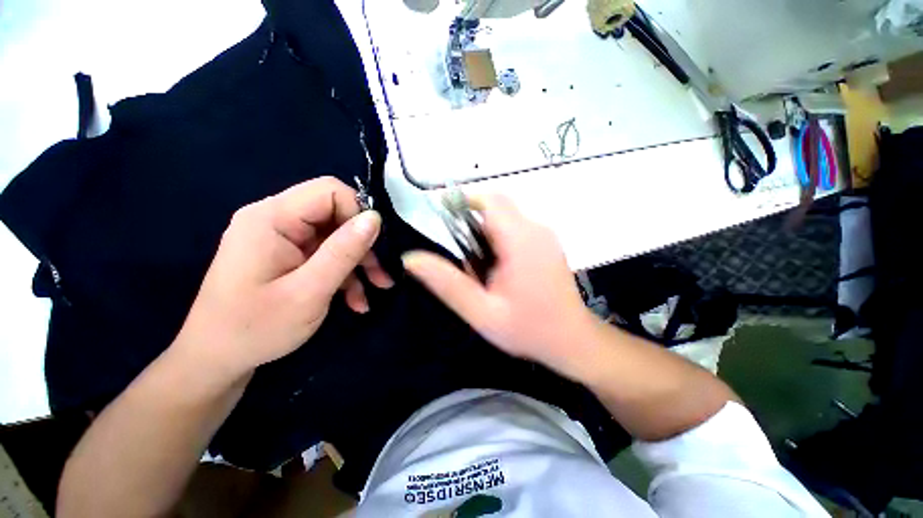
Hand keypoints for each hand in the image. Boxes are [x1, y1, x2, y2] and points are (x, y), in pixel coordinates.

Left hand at [174, 177, 393, 380]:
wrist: (217, 360)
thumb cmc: (256, 328)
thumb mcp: (309, 291)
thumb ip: (343, 251)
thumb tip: (375, 218)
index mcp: (271, 218)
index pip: (328, 192)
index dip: (359, 213)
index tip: (377, 244)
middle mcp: (275, 219)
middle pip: (335, 215)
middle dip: (364, 244)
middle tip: (382, 274)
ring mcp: (281, 238)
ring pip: (336, 237)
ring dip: (359, 263)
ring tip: (376, 289)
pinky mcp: (288, 255)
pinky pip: (326, 255)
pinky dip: (345, 274)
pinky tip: (356, 300)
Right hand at [402, 194, 598, 378]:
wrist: (573, 341)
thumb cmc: (529, 329)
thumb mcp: (481, 311)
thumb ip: (446, 283)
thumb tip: (410, 258)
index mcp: (520, 240)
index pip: (489, 200)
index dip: (462, 200)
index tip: (441, 214)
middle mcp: (536, 229)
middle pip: (496, 207)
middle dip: (471, 224)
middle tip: (463, 258)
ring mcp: (544, 235)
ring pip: (505, 218)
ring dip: (485, 234)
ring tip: (481, 271)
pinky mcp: (546, 243)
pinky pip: (516, 229)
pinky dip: (499, 240)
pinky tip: (498, 271)